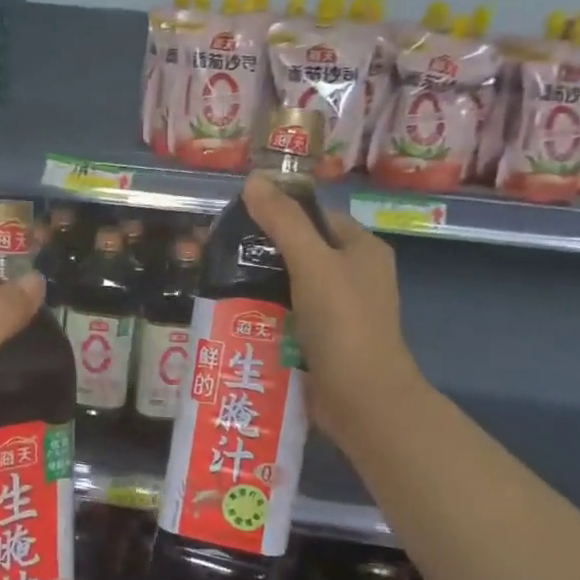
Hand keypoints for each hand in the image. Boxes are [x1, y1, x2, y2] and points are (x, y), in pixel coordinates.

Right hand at [242, 175, 424, 451]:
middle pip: (300, 251)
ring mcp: (340, 312)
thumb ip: (283, 221)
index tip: (236, 221)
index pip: (315, 217)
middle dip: (260, 253)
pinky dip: (265, 315)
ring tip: (216, 284)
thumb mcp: (312, 262)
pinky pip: (289, 316)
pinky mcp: (323, 340)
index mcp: (362, 249)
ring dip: (258, 286)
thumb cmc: (343, 322)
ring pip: (290, 286)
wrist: (363, 399)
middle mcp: (354, 276)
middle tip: (217, 255)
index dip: (278, 213)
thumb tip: (254, 180)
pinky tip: (234, 315)